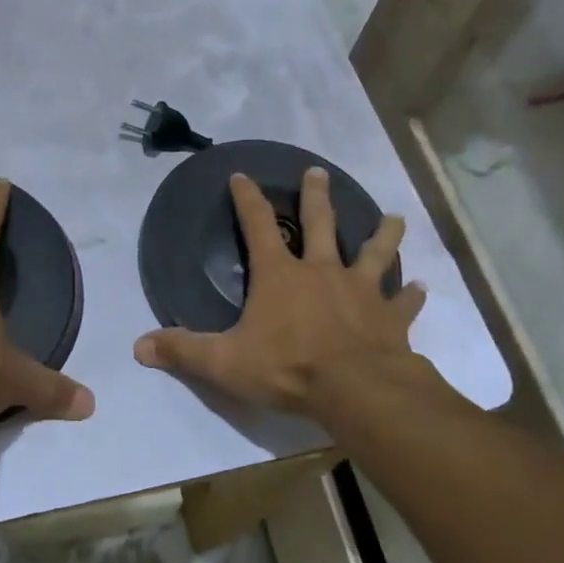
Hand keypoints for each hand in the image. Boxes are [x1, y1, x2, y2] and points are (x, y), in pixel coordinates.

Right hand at [133, 168, 454, 426]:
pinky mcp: (391, 319)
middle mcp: (322, 272)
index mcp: (281, 275)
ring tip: (394, 217)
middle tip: (318, 172)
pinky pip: (404, 304)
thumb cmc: (287, 368)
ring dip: (383, 235)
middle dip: (317, 196)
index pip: (258, 226)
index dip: (248, 199)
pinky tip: (425, 287)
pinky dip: (413, 296)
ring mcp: (362, 292)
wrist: (356, 390)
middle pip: (321, 224)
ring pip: (375, 254)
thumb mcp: (224, 362)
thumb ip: (183, 351)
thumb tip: (139, 347)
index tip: (242, 175)